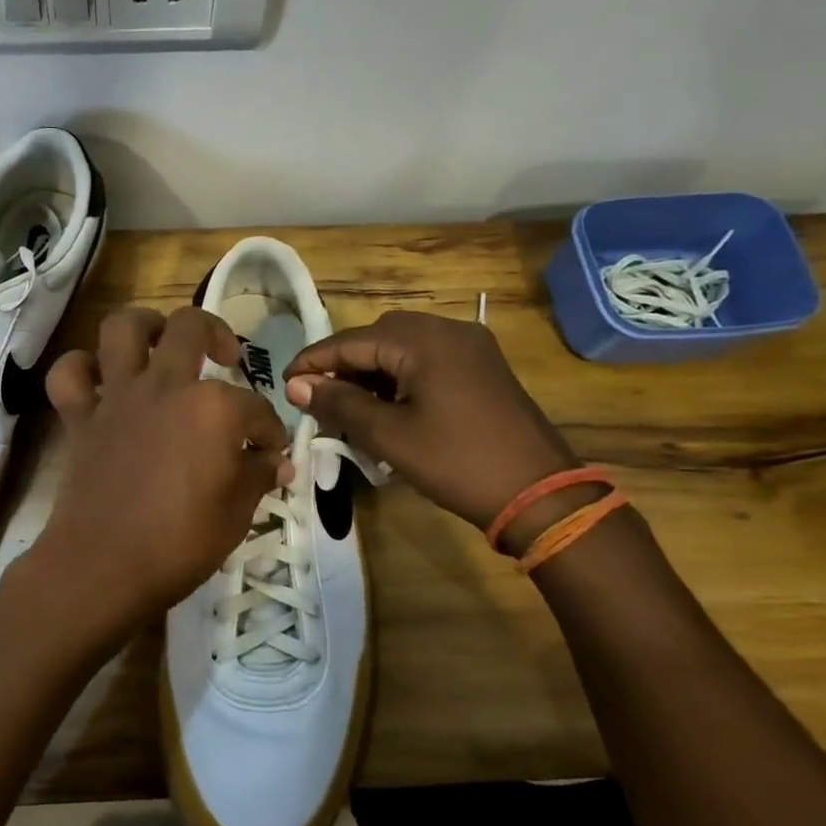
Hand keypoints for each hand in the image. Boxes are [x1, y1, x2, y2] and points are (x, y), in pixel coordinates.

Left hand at [32, 307, 294, 642]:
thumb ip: (258, 476)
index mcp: (212, 408)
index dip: (269, 430)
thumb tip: (277, 461)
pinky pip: (69, 374)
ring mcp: (118, 396)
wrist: (104, 566)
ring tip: (160, 341)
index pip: (255, 408)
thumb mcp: (237, 513)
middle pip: (191, 327)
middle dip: (217, 333)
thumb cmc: (181, 543)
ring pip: (123, 327)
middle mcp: (165, 386)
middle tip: (225, 357)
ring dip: (144, 324)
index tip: (271, 452)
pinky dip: (81, 369)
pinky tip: (100, 380)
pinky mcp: (81, 417)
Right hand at [284, 310, 578, 531]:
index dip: (314, 361)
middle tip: (317, 396)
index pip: (351, 341)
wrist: (541, 495)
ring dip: (371, 369)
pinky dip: (400, 374)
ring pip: (403, 346)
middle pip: (377, 336)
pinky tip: (387, 404)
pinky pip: (427, 358)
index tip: (284, 382)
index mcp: (424, 341)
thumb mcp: (389, 436)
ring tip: (348, 403)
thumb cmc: (457, 463)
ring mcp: (471, 347)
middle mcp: (448, 330)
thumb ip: (340, 403)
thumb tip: (297, 385)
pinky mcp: (483, 366)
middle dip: (343, 363)